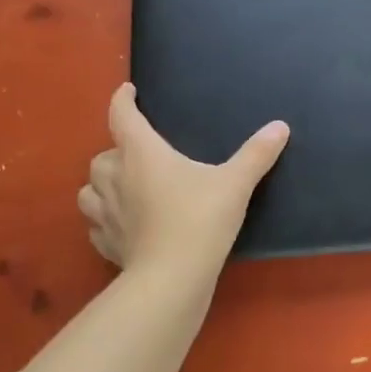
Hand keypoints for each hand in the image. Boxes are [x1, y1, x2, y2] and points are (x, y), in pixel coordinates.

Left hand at [78, 83, 288, 277]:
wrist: (172, 279)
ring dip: (102, 184)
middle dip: (117, 149)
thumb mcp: (235, 183)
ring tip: (123, 186)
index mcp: (141, 153)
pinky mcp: (106, 244)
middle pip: (103, 154)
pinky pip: (97, 225)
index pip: (121, 115)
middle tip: (139, 152)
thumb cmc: (200, 219)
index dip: (122, 99)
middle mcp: (115, 178)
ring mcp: (106, 214)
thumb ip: (256, 154)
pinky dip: (106, 219)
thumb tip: (280, 127)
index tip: (128, 92)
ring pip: (90, 190)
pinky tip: (124, 224)